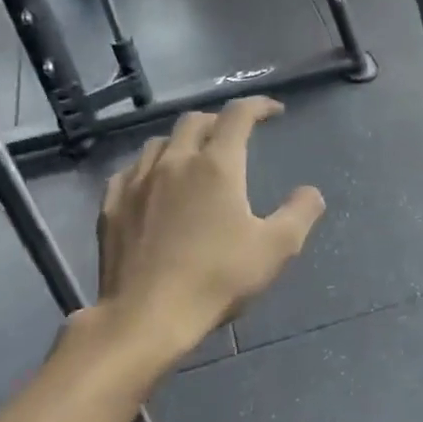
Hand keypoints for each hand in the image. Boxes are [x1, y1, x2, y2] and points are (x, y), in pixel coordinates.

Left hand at [94, 98, 324, 352]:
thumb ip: (300, 213)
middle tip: (235, 137)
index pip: (238, 116)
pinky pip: (131, 169)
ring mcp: (137, 182)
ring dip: (183, 141)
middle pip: (195, 121)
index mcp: (216, 166)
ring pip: (160, 142)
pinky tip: (154, 183)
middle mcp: (175, 162)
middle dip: (220, 121)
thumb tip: (311, 192)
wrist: (146, 316)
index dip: (258, 106)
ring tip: (195, 158)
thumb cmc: (217, 279)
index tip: (274, 112)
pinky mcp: (112, 205)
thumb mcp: (276, 249)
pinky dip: (150, 166)